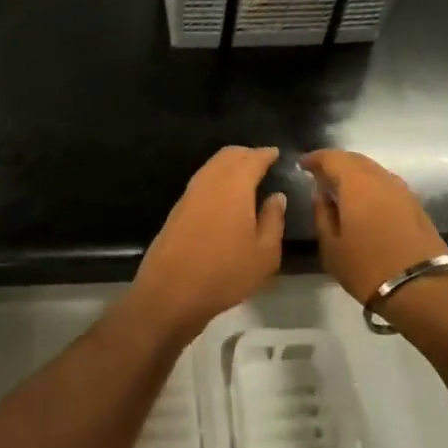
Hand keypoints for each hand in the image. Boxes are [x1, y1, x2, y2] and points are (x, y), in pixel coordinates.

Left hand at [120, 146, 286, 347]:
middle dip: (246, 154)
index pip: (252, 159)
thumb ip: (273, 220)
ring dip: (229, 165)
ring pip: (211, 167)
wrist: (170, 294)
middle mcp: (209, 182)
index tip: (276, 153)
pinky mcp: (176, 210)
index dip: (265, 154)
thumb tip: (277, 196)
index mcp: (234, 186)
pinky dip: (216, 179)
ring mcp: (189, 195)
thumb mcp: (264, 254)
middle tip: (262, 161)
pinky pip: (201, 182)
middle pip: (227, 156)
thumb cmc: (225, 274)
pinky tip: (224, 196)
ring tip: (246, 177)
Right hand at [301, 149, 447, 304]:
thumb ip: (322, 214)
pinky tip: (364, 202)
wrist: (422, 288)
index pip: (333, 158)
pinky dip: (371, 185)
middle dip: (336, 163)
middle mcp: (381, 178)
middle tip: (321, 175)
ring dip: (355, 174)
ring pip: (374, 170)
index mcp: (357, 184)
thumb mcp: (331, 247)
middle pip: (356, 159)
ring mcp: (402, 190)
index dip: (317, 158)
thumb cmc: (367, 268)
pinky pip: (386, 184)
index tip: (303, 165)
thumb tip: (321, 194)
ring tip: (341, 189)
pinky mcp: (415, 204)